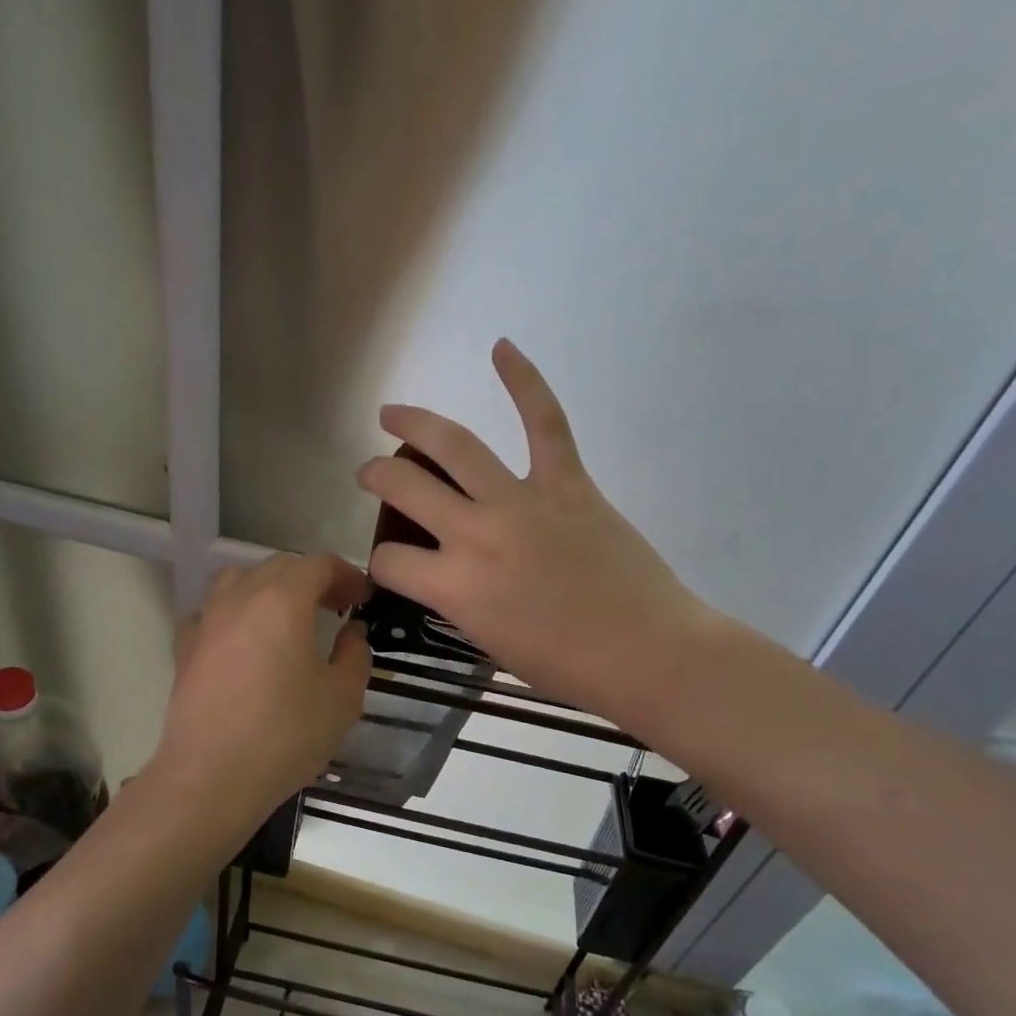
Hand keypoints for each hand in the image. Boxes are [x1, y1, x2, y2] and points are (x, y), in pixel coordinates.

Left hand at [153, 554, 370, 833]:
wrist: (211, 777)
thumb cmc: (285, 735)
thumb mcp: (343, 698)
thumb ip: (355, 654)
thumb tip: (350, 631)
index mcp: (282, 601)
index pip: (318, 565)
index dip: (346, 574)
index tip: (362, 598)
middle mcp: (240, 597)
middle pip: (279, 566)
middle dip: (312, 579)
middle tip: (335, 607)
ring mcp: (207, 620)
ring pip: (239, 580)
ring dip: (269, 587)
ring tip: (287, 616)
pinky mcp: (186, 647)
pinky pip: (213, 611)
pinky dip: (235, 613)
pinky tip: (244, 641)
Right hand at [357, 340, 713, 734]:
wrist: (645, 653)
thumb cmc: (566, 666)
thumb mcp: (489, 642)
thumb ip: (459, 601)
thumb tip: (451, 573)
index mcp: (454, 587)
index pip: (391, 560)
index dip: (383, 563)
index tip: (394, 565)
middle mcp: (476, 535)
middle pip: (406, 489)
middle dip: (377, 477)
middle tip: (369, 473)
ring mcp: (522, 502)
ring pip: (457, 446)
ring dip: (416, 423)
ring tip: (392, 413)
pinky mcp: (568, 484)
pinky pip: (545, 423)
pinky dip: (525, 382)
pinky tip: (502, 349)